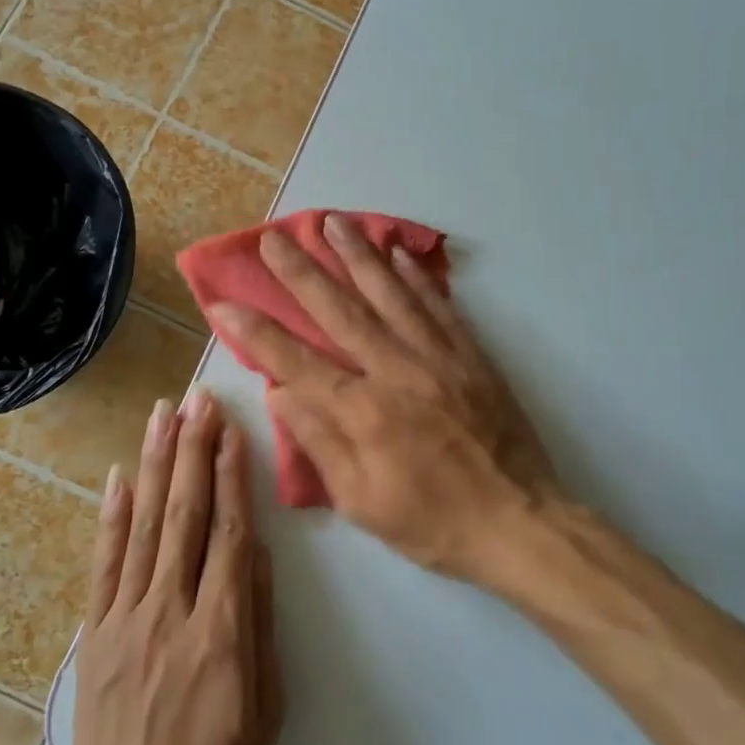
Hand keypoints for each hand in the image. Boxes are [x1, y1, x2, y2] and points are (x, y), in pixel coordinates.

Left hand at [71, 392, 282, 744]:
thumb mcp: (265, 710)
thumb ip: (260, 625)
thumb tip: (260, 554)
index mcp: (221, 630)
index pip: (230, 533)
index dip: (231, 476)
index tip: (231, 430)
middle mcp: (171, 609)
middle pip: (185, 514)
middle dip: (193, 450)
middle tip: (198, 399)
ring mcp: (126, 616)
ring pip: (144, 524)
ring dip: (155, 464)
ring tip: (163, 415)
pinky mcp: (95, 630)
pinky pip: (105, 562)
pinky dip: (112, 515)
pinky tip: (119, 474)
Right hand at [208, 215, 558, 584]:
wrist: (519, 522)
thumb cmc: (433, 523)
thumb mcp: (361, 502)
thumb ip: (320, 442)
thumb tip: (279, 392)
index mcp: (363, 412)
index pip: (295, 361)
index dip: (256, 331)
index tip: (224, 301)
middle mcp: (397, 371)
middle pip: (340, 311)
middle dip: (301, 272)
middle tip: (274, 237)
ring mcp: (438, 357)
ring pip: (390, 294)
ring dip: (357, 255)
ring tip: (332, 222)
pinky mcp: (471, 356)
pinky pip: (438, 306)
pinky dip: (416, 277)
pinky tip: (398, 252)